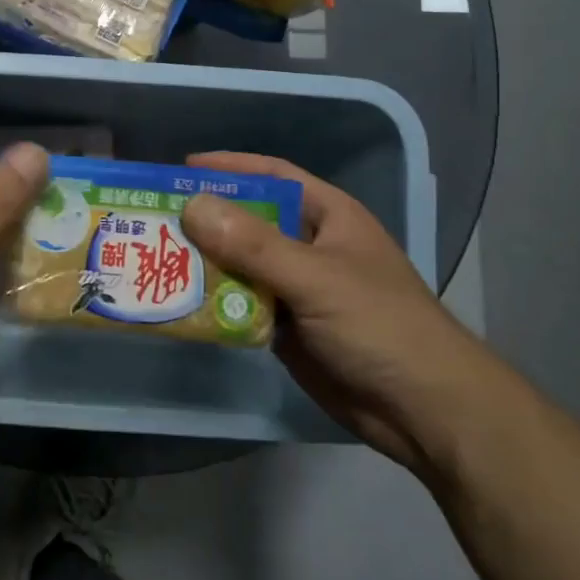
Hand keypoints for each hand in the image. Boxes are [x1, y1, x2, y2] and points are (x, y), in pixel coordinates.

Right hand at [181, 153, 505, 478]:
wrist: (425, 413)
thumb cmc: (381, 327)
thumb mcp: (316, 278)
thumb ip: (253, 245)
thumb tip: (191, 206)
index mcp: (328, 217)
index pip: (273, 176)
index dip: (231, 167)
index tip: (181, 169)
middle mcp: (309, 246)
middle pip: (248, 221)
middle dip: (205, 218)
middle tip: (153, 218)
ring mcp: (298, 289)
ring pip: (240, 265)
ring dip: (203, 263)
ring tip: (154, 258)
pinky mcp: (287, 329)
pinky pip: (241, 305)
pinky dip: (213, 303)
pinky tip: (179, 302)